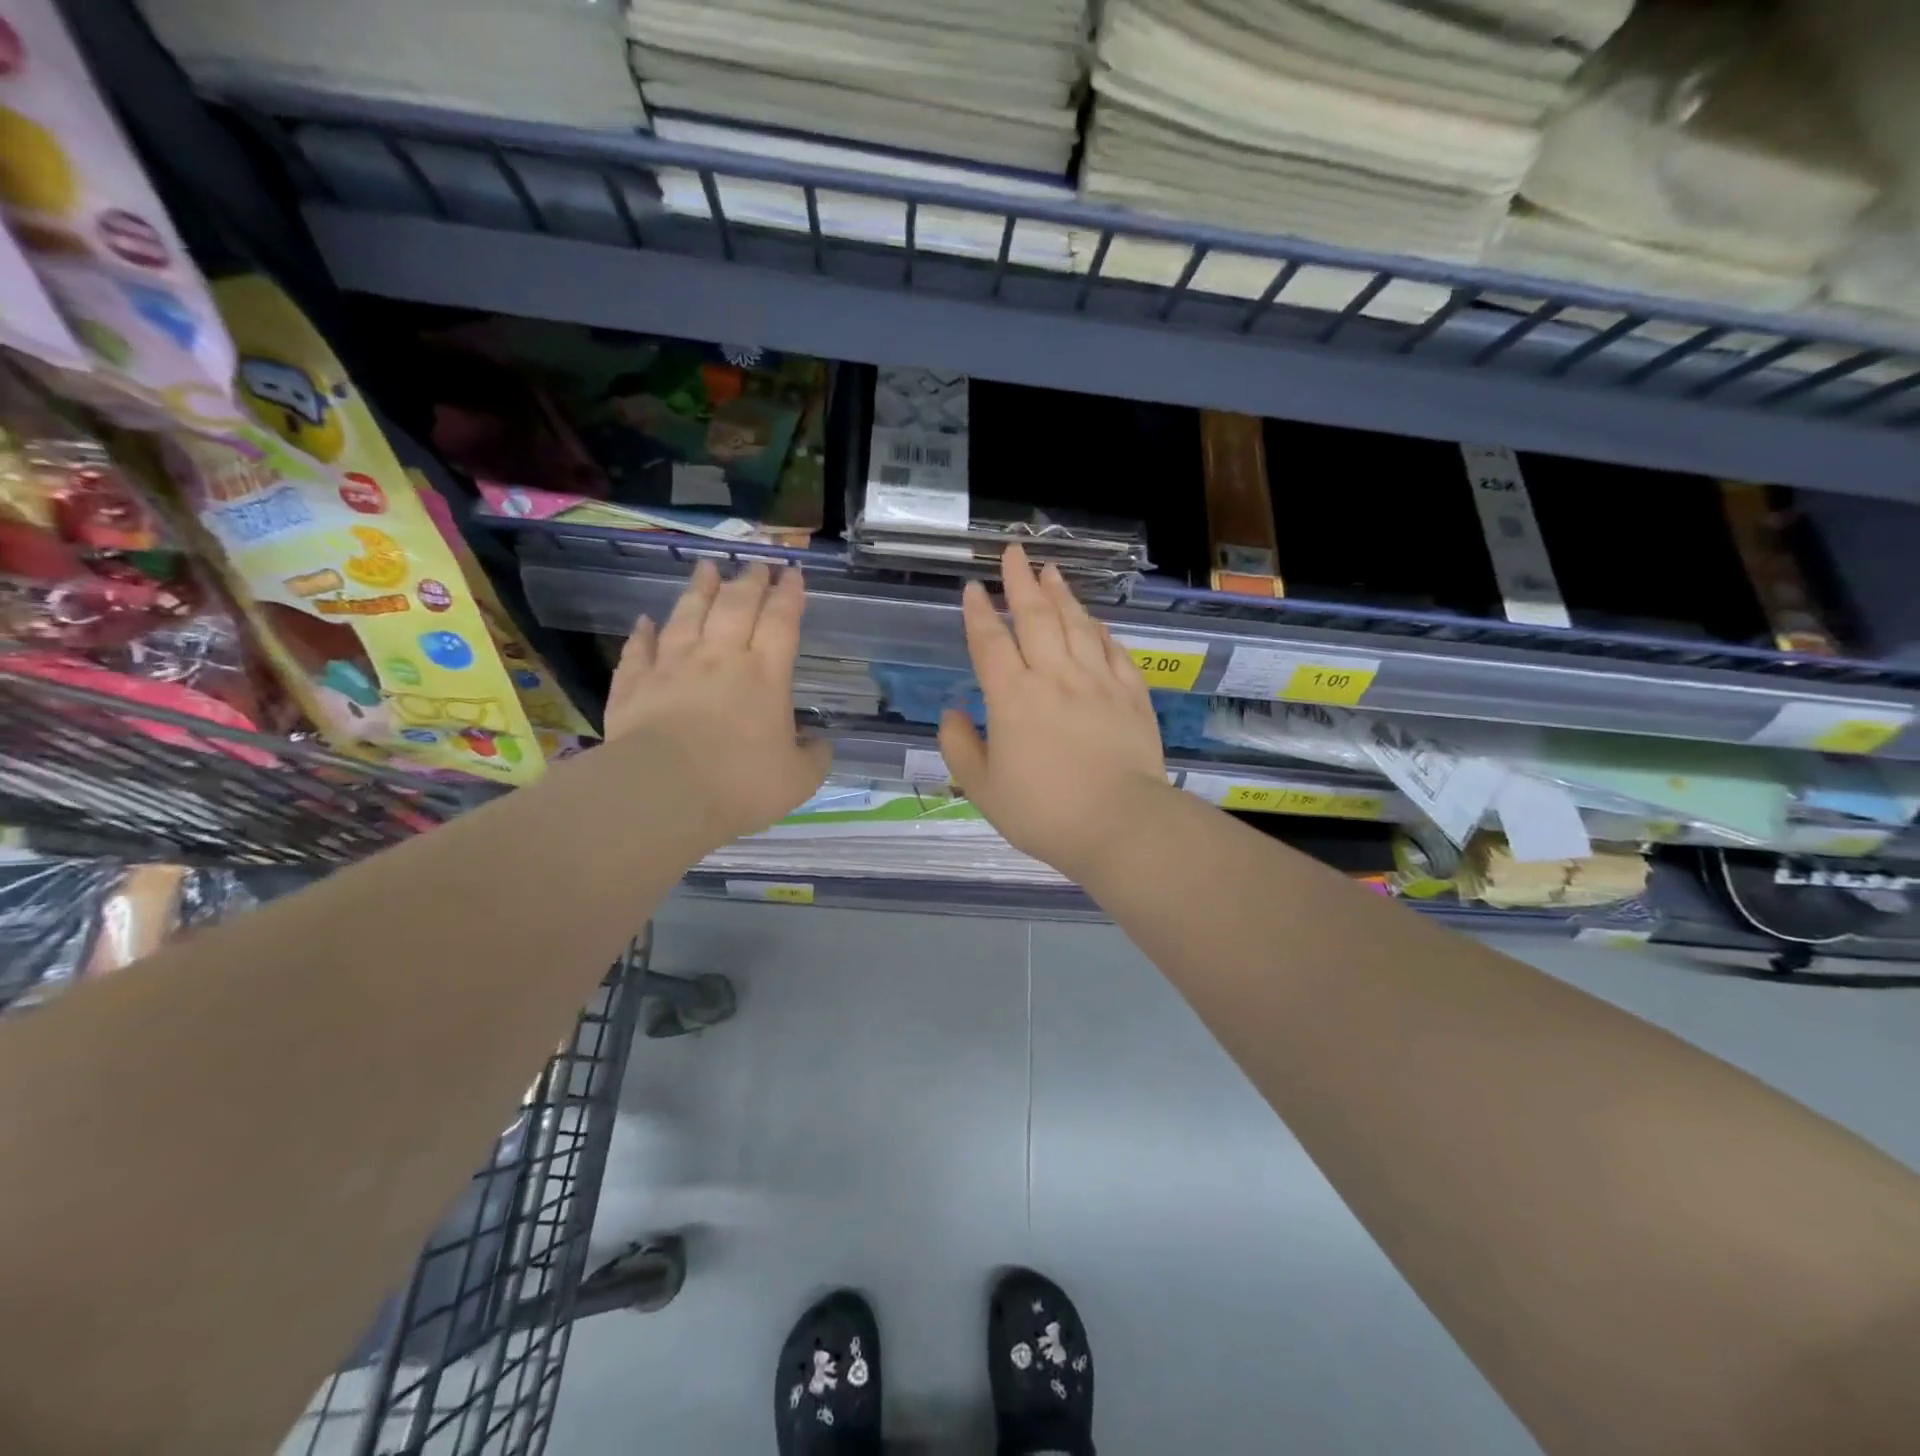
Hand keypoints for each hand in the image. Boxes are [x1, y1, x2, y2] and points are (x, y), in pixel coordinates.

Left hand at [604, 560, 830, 849]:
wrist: (664, 793)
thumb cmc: (740, 784)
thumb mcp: (798, 780)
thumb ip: (814, 757)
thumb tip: (819, 743)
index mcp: (765, 675)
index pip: (781, 622)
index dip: (789, 594)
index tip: (793, 573)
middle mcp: (720, 658)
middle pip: (736, 606)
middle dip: (750, 581)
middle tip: (757, 563)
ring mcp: (672, 667)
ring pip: (687, 615)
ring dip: (699, 589)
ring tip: (707, 567)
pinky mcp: (634, 685)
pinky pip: (639, 650)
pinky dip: (642, 633)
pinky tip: (644, 621)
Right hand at [940, 544, 1170, 881]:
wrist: (1119, 824)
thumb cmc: (1043, 812)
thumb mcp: (983, 790)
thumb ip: (960, 747)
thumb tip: (952, 713)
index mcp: (1012, 697)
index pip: (990, 642)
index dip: (979, 612)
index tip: (974, 587)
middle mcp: (1054, 677)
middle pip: (1035, 619)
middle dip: (1021, 582)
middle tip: (1014, 552)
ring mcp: (1097, 682)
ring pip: (1076, 626)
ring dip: (1061, 595)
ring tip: (1052, 572)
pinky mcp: (1132, 695)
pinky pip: (1113, 651)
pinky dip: (1101, 631)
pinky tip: (1096, 621)